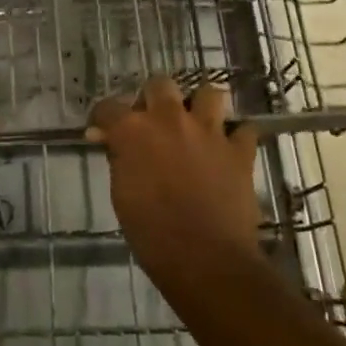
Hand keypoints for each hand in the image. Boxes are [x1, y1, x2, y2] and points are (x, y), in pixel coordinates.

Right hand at [86, 77, 261, 300]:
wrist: (207, 261)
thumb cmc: (153, 234)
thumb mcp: (122, 195)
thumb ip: (118, 159)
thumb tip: (112, 142)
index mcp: (134, 130)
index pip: (109, 107)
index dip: (103, 118)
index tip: (102, 130)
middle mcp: (170, 119)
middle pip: (160, 84)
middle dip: (154, 98)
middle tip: (153, 122)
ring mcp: (209, 131)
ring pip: (209, 93)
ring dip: (200, 106)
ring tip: (196, 125)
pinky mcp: (239, 151)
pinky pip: (244, 130)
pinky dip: (236, 137)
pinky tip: (228, 149)